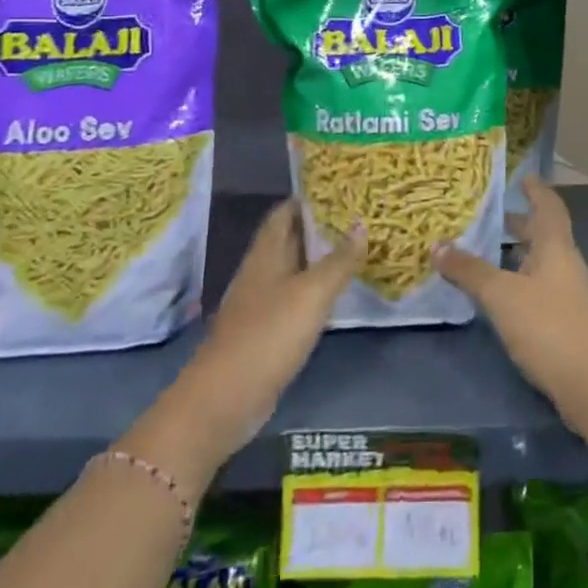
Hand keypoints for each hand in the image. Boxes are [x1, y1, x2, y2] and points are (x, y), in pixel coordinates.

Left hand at [142, 200, 363, 468]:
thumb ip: (339, 260)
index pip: (284, 212)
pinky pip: (295, 298)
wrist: (225, 400)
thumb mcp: (312, 294)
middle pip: (290, 239)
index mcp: (266, 253)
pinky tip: (337, 293)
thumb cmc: (268, 335)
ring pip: (294, 269)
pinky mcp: (266, 332)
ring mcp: (261, 303)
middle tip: (358, 215)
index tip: (341, 188)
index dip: (309, 198)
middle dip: (320, 226)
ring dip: (320, 258)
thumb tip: (362, 223)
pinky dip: (316, 289)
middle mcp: (261, 272)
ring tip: (356, 247)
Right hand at [433, 178, 587, 425]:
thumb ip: (470, 270)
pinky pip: (537, 287)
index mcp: (556, 247)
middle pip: (543, 234)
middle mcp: (566, 264)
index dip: (537, 190)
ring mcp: (568, 294)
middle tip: (488, 216)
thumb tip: (436, 245)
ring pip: (539, 262)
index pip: (549, 206)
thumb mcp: (502, 295)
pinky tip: (497, 294)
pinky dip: (517, 281)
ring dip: (515, 254)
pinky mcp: (565, 321)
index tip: (523, 176)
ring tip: (483, 252)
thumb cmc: (548, 326)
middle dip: (518, 224)